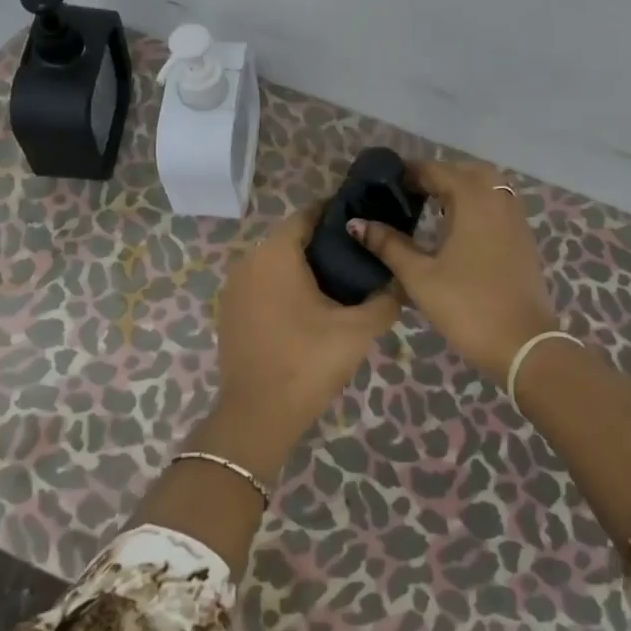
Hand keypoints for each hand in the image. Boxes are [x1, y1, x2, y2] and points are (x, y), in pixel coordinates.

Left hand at [210, 207, 399, 477]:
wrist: (257, 416)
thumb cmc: (307, 362)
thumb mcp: (357, 330)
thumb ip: (385, 299)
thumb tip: (400, 282)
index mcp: (275, 253)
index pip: (308, 214)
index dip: (337, 214)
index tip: (365, 223)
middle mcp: (248, 260)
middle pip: (291, 238)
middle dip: (324, 243)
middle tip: (360, 257)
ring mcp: (234, 287)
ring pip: (275, 263)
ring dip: (304, 267)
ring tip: (341, 284)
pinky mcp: (229, 312)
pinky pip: (262, 285)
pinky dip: (285, 287)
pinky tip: (310, 308)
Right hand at [347, 160, 559, 382]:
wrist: (524, 345)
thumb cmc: (467, 306)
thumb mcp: (419, 276)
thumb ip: (388, 245)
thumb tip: (357, 223)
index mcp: (472, 200)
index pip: (436, 170)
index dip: (408, 172)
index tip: (384, 184)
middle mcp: (497, 199)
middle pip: (465, 171)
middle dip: (437, 176)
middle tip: (410, 195)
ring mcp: (515, 218)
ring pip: (486, 186)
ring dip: (460, 189)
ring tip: (431, 209)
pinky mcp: (523, 238)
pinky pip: (498, 205)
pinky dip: (477, 205)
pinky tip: (458, 230)